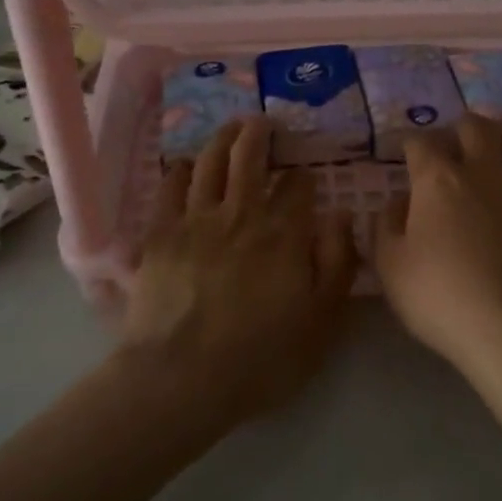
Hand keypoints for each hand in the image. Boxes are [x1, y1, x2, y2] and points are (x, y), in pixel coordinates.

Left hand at [123, 118, 356, 431]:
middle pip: (249, 158)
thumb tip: (341, 215)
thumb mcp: (322, 321)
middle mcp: (241, 213)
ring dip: (222, 139)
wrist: (182, 378)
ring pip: (210, 163)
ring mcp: (196, 219)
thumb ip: (337, 263)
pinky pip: (170, 187)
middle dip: (259, 135)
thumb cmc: (261, 358)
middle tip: (263, 122)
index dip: (301, 175)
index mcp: (283, 233)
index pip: (296, 186)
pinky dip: (180, 170)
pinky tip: (184, 165)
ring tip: (230, 127)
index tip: (303, 173)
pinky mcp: (161, 234)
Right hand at [374, 115, 501, 368]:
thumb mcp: (390, 268)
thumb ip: (386, 226)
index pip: (421, 141)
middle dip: (460, 127)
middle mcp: (483, 173)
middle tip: (453, 144)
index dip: (411, 142)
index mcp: (438, 180)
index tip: (407, 151)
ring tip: (495, 152)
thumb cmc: (443, 299)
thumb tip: (399, 201)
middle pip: (475, 127)